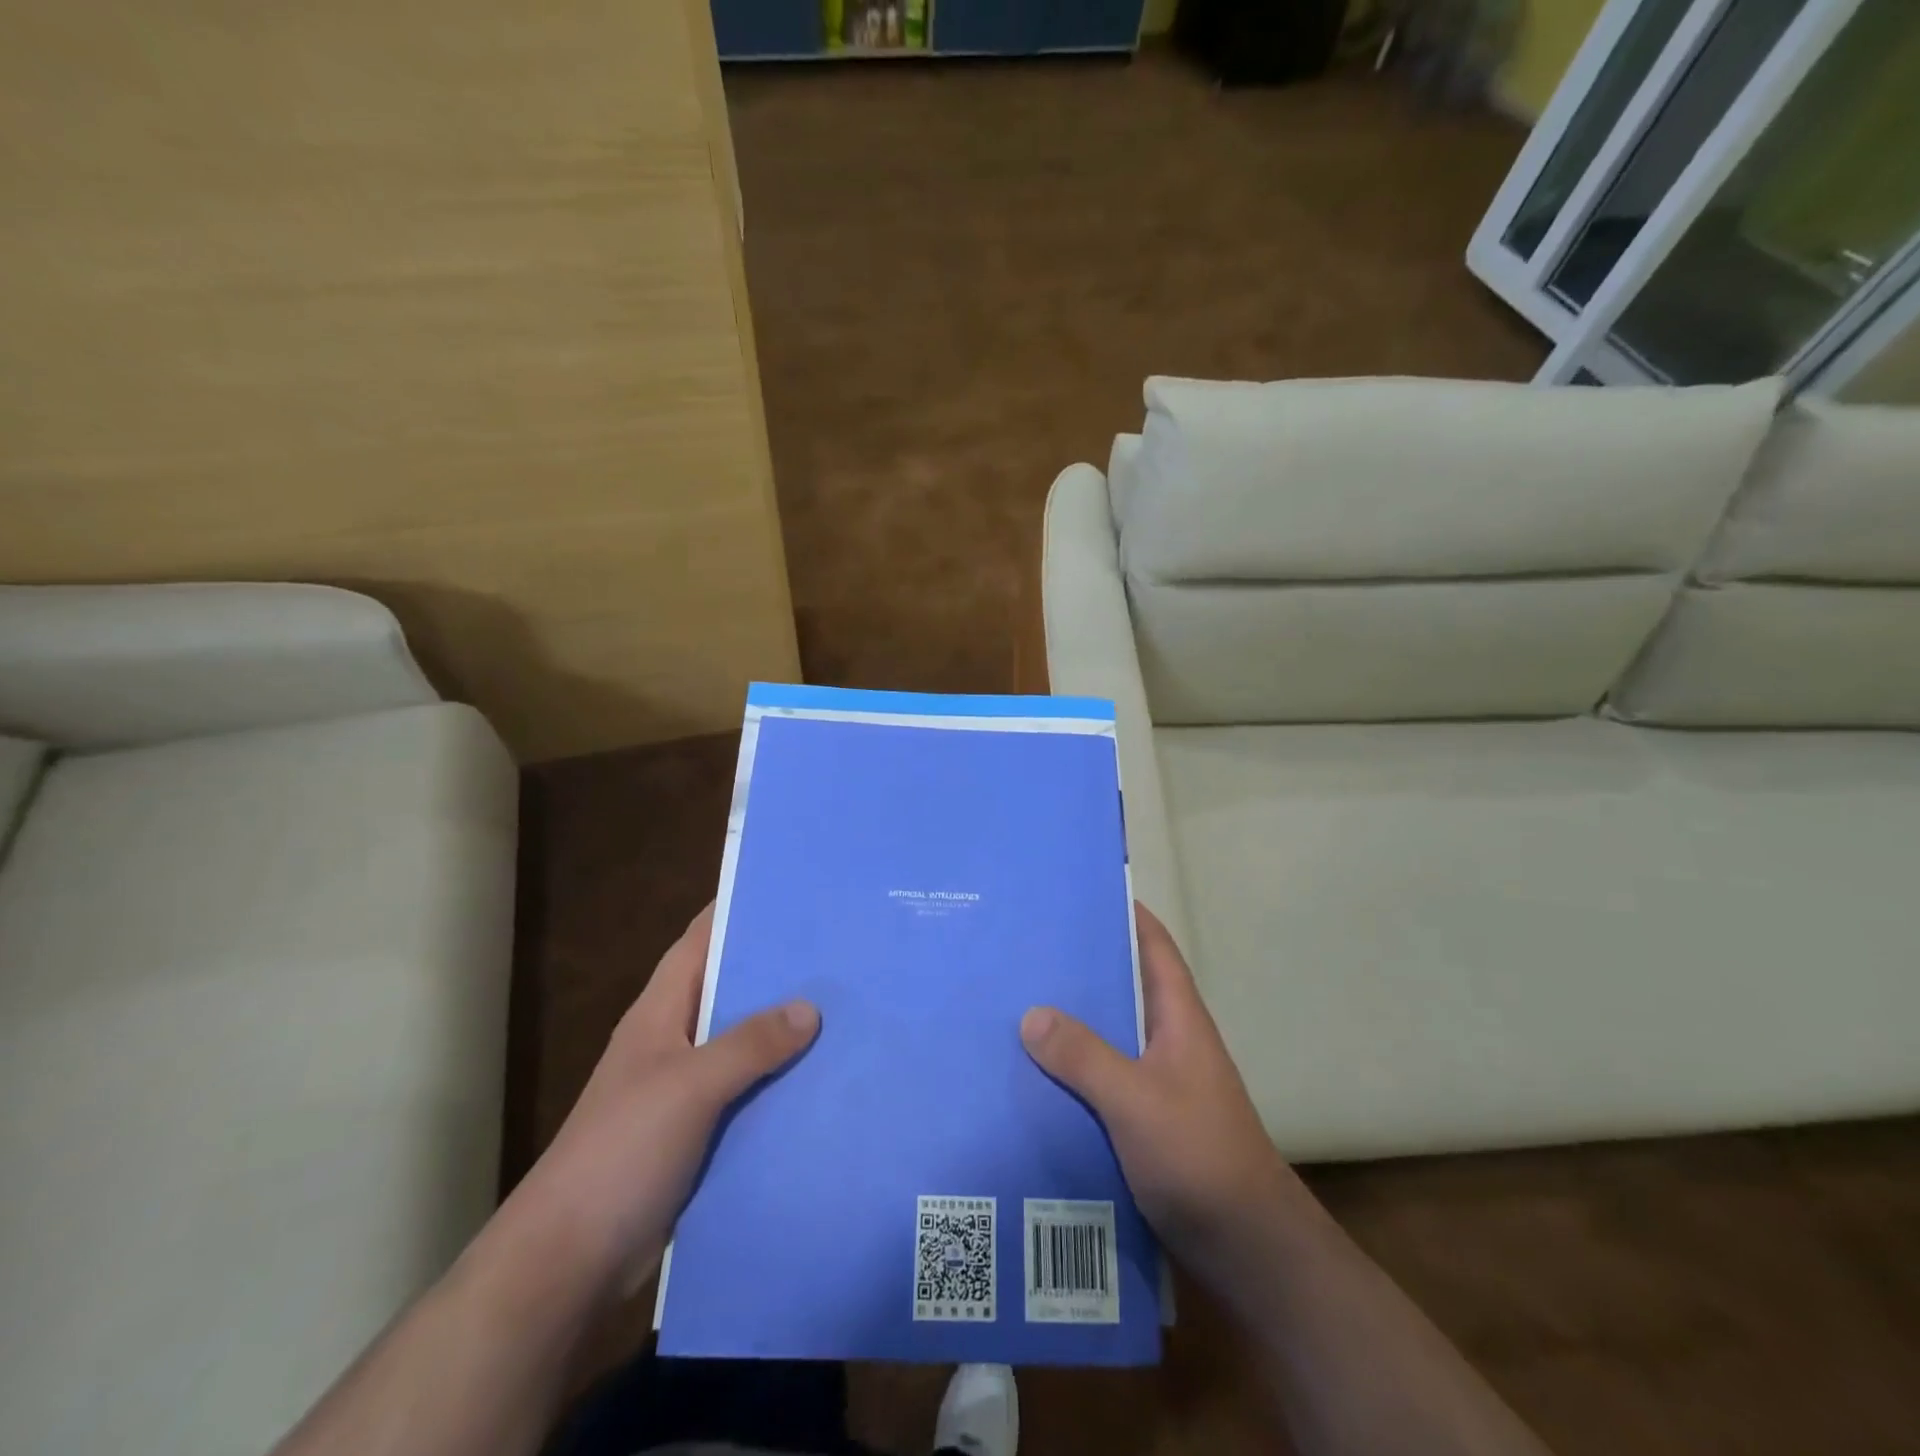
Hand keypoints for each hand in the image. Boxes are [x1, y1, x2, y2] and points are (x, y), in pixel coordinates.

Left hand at [506, 904, 820, 1294]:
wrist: (571, 1260)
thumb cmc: (621, 1151)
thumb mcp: (689, 1086)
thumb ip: (749, 1043)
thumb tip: (810, 1008)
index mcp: (660, 1012)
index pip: (700, 941)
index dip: (737, 911)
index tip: (789, 891)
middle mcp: (674, 1039)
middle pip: (730, 989)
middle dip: (777, 970)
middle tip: (838, 950)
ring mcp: (686, 1088)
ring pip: (744, 1042)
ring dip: (785, 1029)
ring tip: (846, 1008)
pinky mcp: (700, 1130)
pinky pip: (749, 1090)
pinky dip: (780, 1081)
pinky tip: (824, 1079)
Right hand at [1020, 903, 1303, 1264]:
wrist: (1247, 1249)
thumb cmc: (1199, 1156)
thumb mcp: (1135, 1100)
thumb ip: (1083, 1056)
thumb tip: (1031, 1013)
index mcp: (1178, 1018)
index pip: (1153, 947)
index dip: (1124, 915)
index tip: (1078, 894)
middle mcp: (1169, 1041)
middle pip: (1123, 989)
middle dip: (1080, 970)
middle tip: (1024, 952)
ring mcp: (1159, 1083)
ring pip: (1108, 1038)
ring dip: (1070, 1026)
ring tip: (1013, 1008)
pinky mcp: (1146, 1123)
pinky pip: (1101, 1082)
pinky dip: (1072, 1074)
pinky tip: (1032, 1078)